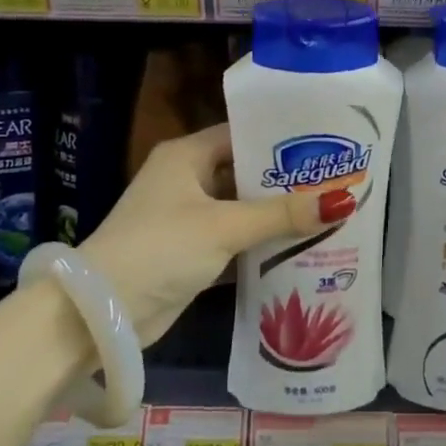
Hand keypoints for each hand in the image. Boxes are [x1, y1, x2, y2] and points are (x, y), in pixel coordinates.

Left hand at [78, 124, 341, 344]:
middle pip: (243, 172)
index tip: (324, 142)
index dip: (279, 138)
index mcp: (186, 156)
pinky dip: (260, 244)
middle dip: (285, 180)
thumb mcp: (224, 226)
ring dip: (275, 215)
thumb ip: (282, 214)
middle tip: (337, 179)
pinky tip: (301, 247)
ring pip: (240, 209)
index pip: (240, 134)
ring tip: (329, 211)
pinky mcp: (190, 253)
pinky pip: (234, 240)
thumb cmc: (161, 247)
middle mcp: (185, 180)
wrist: (102, 311)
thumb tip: (343, 198)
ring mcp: (186, 218)